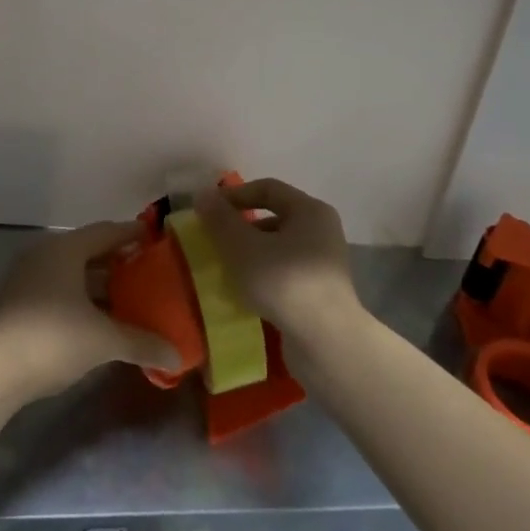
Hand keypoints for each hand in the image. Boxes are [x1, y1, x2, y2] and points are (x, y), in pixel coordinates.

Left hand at [0, 221, 181, 406]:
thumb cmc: (51, 338)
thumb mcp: (102, 340)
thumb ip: (141, 342)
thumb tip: (176, 355)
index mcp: (65, 249)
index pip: (106, 231)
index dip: (131, 234)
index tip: (154, 238)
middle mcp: (44, 255)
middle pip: (88, 252)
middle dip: (117, 262)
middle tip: (147, 272)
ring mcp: (26, 280)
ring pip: (71, 274)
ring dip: (98, 286)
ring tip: (128, 300)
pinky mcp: (16, 305)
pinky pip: (57, 291)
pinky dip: (80, 301)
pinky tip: (96, 322)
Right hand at [194, 178, 360, 345]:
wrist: (326, 342)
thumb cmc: (283, 282)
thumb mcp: (242, 247)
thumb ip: (220, 219)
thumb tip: (203, 195)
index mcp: (309, 210)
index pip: (267, 188)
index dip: (235, 195)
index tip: (208, 211)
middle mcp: (322, 230)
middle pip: (273, 217)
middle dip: (240, 227)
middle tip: (214, 241)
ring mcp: (323, 263)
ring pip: (278, 247)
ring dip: (250, 253)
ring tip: (225, 269)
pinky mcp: (320, 292)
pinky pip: (284, 272)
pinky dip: (263, 275)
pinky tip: (245, 291)